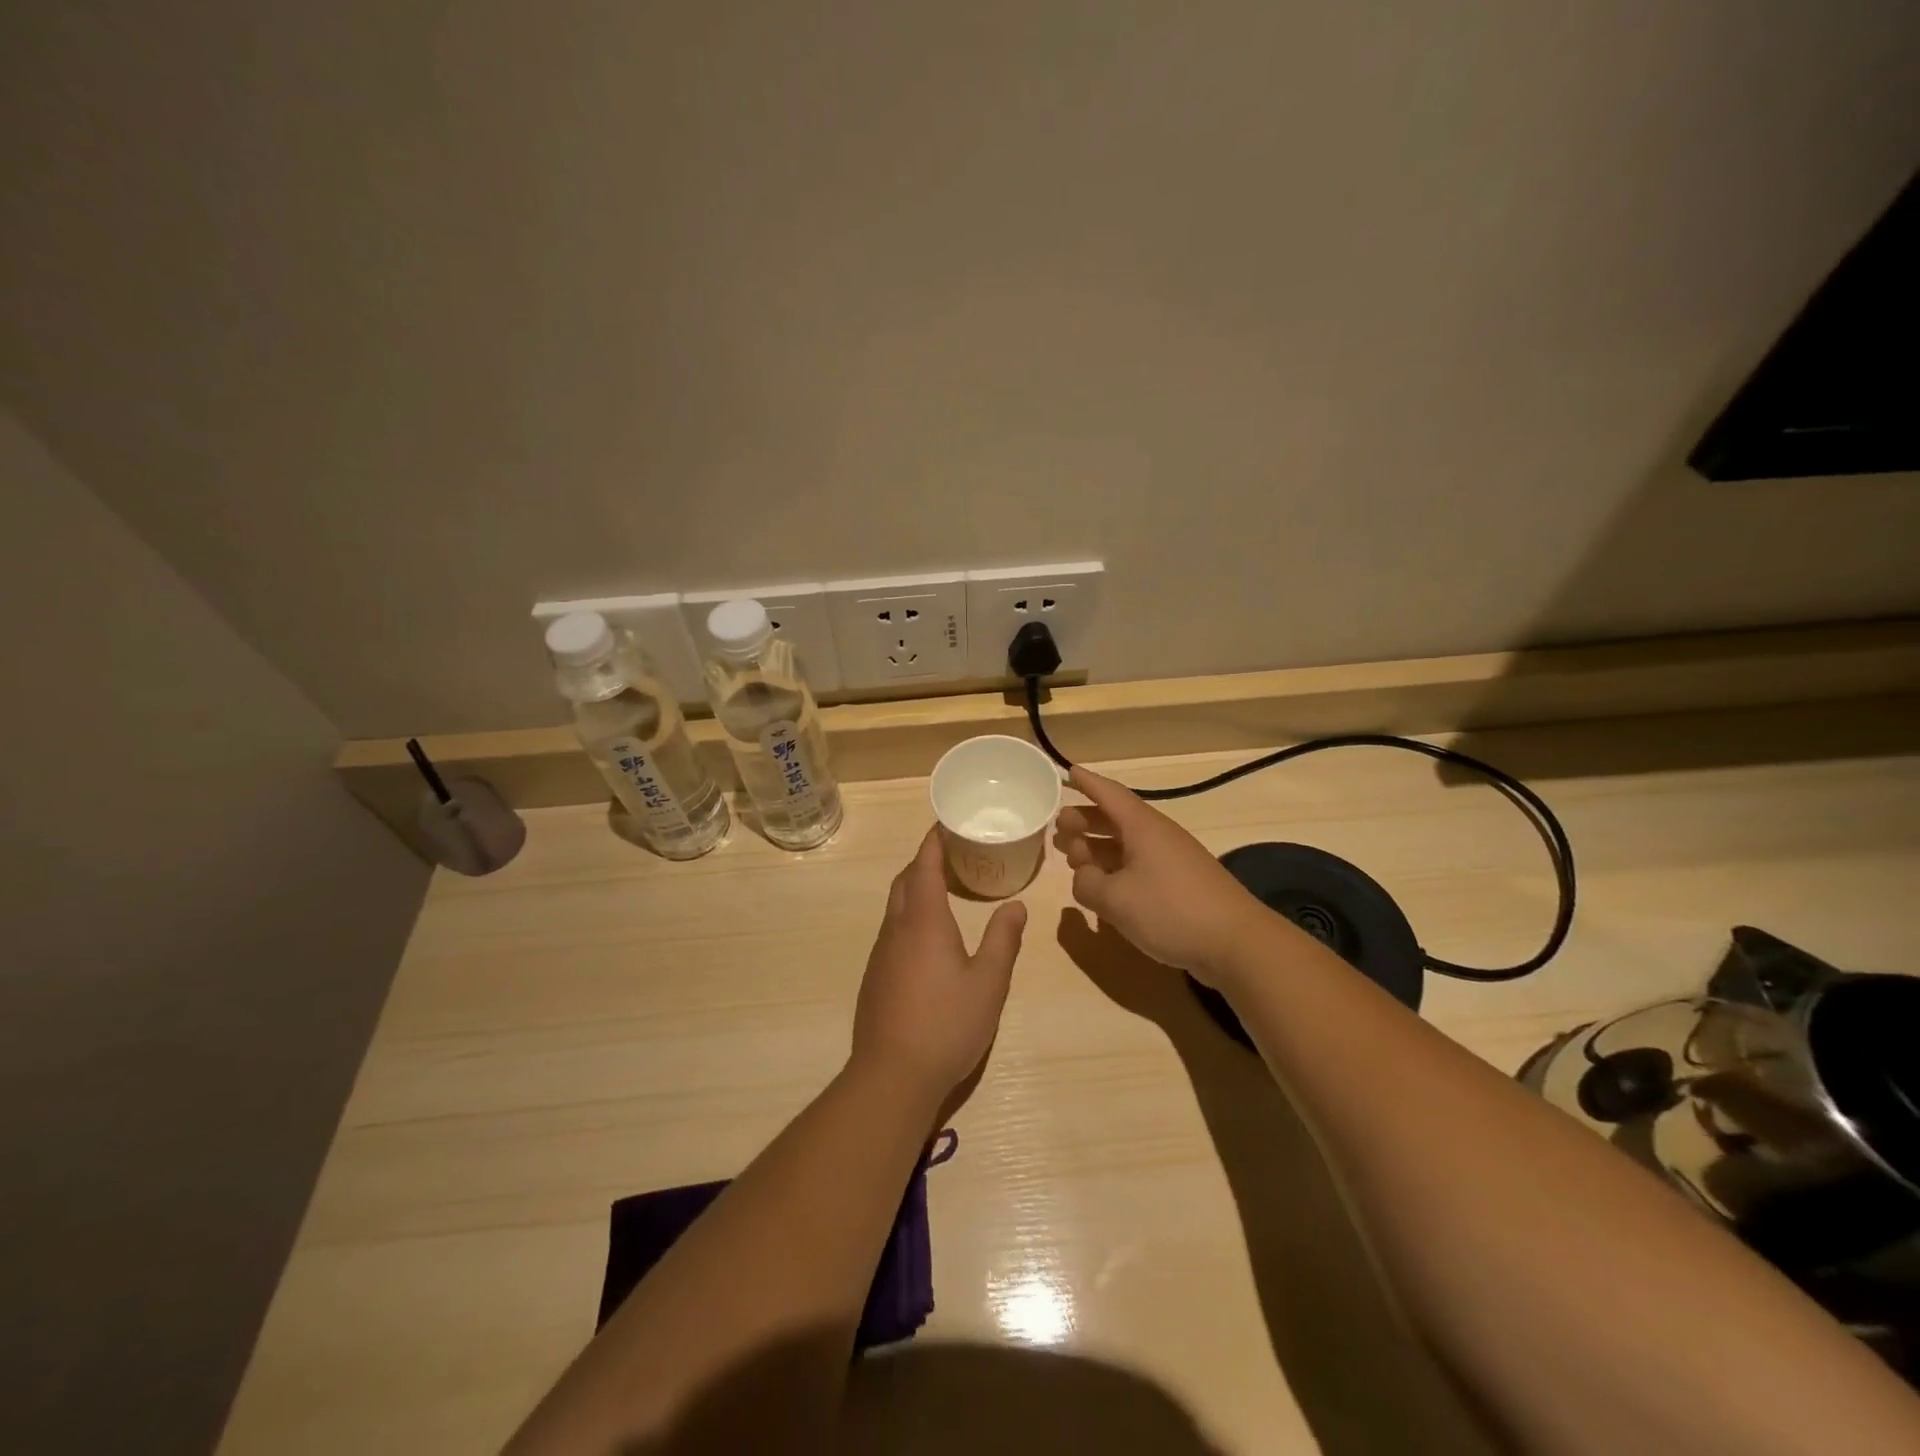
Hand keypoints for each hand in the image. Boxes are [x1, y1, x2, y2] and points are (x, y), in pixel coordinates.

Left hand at [849, 829, 1026, 1113]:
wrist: (892, 1075)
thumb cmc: (947, 1024)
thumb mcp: (989, 982)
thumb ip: (1003, 940)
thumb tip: (1016, 904)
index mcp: (924, 921)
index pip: (924, 866)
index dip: (933, 841)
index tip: (945, 824)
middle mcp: (896, 929)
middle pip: (904, 881)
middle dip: (923, 862)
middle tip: (951, 856)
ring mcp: (881, 954)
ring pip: (895, 907)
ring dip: (915, 889)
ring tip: (944, 891)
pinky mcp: (875, 977)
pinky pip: (892, 931)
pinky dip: (909, 916)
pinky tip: (928, 939)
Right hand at [1053, 766, 1265, 984]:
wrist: (1236, 943)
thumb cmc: (1171, 910)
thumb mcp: (1115, 899)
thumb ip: (1088, 883)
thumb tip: (1084, 876)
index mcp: (1142, 827)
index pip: (1109, 793)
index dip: (1087, 782)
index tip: (1067, 772)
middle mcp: (1158, 836)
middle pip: (1116, 818)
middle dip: (1086, 819)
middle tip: (1058, 827)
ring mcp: (1172, 860)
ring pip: (1127, 843)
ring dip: (1098, 846)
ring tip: (1073, 856)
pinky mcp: (1181, 884)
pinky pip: (1140, 865)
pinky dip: (1116, 868)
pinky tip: (1104, 887)